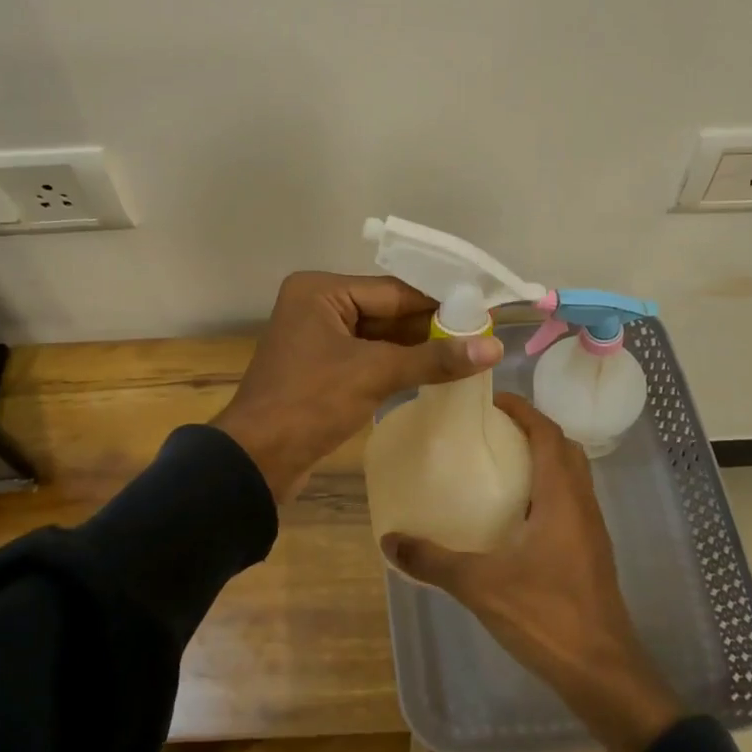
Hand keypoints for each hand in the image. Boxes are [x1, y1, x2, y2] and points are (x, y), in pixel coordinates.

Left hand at [211, 272, 502, 503]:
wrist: (256, 460)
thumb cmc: (310, 403)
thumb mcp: (375, 374)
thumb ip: (434, 359)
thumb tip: (495, 346)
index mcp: (320, 291)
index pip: (393, 291)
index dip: (439, 304)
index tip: (482, 313)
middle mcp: (317, 305)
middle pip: (386, 311)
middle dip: (429, 327)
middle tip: (480, 336)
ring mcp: (317, 338)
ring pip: (378, 336)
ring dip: (416, 348)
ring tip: (466, 354)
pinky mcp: (320, 367)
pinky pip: (367, 357)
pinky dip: (396, 364)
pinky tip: (432, 373)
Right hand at [381, 394, 684, 751]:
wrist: (603, 673)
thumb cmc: (547, 616)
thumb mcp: (481, 586)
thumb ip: (434, 561)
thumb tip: (391, 540)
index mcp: (562, 497)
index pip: (548, 434)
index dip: (523, 410)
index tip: (491, 401)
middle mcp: (582, 504)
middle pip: (564, 448)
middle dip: (532, 430)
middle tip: (492, 430)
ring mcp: (591, 530)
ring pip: (571, 475)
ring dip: (542, 459)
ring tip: (500, 464)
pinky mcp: (590, 553)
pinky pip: (570, 501)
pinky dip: (546, 489)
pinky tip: (515, 515)